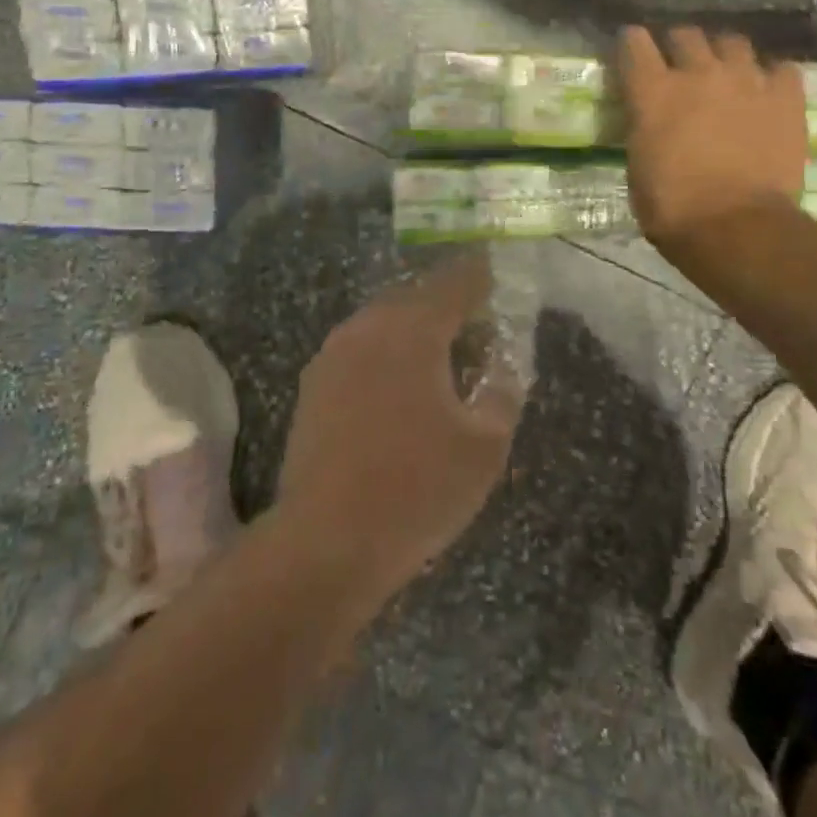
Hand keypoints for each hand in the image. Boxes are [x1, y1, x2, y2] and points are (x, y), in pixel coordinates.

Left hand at [274, 253, 522, 610]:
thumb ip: (501, 394)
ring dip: (412, 331)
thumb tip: (503, 368)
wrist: (327, 538)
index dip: (479, 277)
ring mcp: (332, 355)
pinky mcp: (313, 386)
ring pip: (381, 323)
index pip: (453, 283)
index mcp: (411, 329)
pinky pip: (359, 351)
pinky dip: (385, 355)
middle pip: (413, 297)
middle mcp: (367, 327)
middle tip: (475, 329)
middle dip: (446, 306)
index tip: (496, 277)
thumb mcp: (484, 446)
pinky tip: (398, 390)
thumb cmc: (417, 487)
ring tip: (440, 362)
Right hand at [619, 26, 807, 247]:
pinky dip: (769, 75)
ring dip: (722, 54)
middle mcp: (699, 73)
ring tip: (724, 73)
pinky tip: (765, 91)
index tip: (632, 49)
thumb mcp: (638, 164)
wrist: (736, 227)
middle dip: (678, 45)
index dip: (632, 43)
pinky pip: (780, 68)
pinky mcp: (786, 97)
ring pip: (732, 42)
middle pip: (686, 35)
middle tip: (679, 65)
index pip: (635, 43)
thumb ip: (644, 129)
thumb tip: (651, 122)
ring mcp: (747, 80)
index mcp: (653, 92)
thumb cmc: (672, 207)